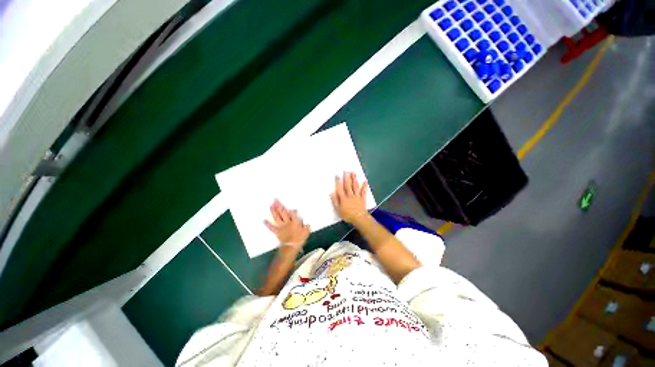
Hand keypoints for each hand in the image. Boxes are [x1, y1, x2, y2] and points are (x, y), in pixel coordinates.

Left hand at [264, 199, 309, 247]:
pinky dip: (267, 224)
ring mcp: (281, 226)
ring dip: (273, 211)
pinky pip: (271, 227)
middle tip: (275, 199)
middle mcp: (287, 222)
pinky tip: (264, 220)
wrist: (291, 247)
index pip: (293, 213)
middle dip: (279, 206)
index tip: (292, 208)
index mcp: (295, 221)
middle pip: (283, 212)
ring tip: (271, 205)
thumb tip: (307, 223)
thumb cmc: (299, 239)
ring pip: (277, 217)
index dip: (292, 210)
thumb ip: (306, 226)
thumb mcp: (306, 231)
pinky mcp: (277, 231)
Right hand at [331, 172, 368, 223]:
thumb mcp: (338, 210)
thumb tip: (331, 193)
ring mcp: (357, 196)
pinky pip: (363, 191)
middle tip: (346, 170)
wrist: (359, 218)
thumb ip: (335, 201)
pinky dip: (364, 186)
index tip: (337, 175)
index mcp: (343, 198)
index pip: (340, 188)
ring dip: (354, 179)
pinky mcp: (362, 198)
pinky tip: (365, 181)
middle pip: (348, 185)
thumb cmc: (347, 215)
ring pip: (355, 186)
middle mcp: (350, 195)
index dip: (338, 182)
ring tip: (353, 173)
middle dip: (346, 178)